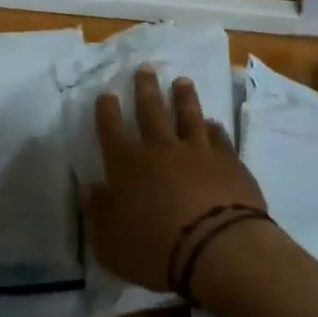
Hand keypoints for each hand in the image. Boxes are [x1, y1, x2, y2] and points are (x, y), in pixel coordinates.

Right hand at [85, 66, 264, 292]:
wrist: (217, 247)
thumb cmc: (154, 249)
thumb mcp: (110, 242)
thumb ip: (98, 213)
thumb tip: (88, 189)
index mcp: (127, 164)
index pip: (111, 129)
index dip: (107, 110)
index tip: (107, 94)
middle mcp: (160, 149)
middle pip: (151, 110)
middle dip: (145, 88)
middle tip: (145, 68)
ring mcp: (198, 151)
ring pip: (188, 115)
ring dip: (183, 97)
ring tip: (182, 81)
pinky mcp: (229, 162)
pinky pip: (219, 137)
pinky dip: (214, 128)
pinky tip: (213, 123)